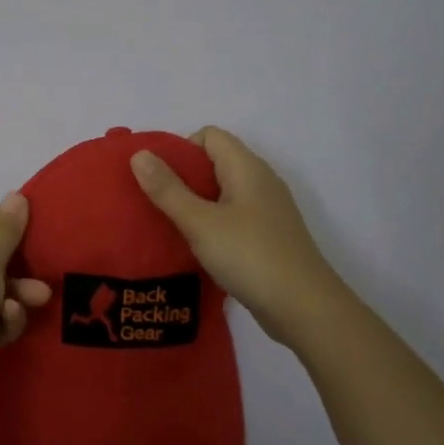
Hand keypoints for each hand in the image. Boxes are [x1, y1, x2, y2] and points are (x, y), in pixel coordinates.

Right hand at [130, 126, 343, 343]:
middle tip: (154, 203)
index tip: (158, 178)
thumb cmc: (250, 256)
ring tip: (168, 226)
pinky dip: (210, 224)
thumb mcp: (200, 222)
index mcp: (247, 168)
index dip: (180, 149)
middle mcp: (260, 181)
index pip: (209, 136)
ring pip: (221, 192)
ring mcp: (266, 210)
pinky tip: (195, 247)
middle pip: (214, 162)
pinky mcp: (267, 236)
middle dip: (181, 177)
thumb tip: (139, 154)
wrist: (304, 308)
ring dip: (194, 203)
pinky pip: (231, 216)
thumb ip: (167, 189)